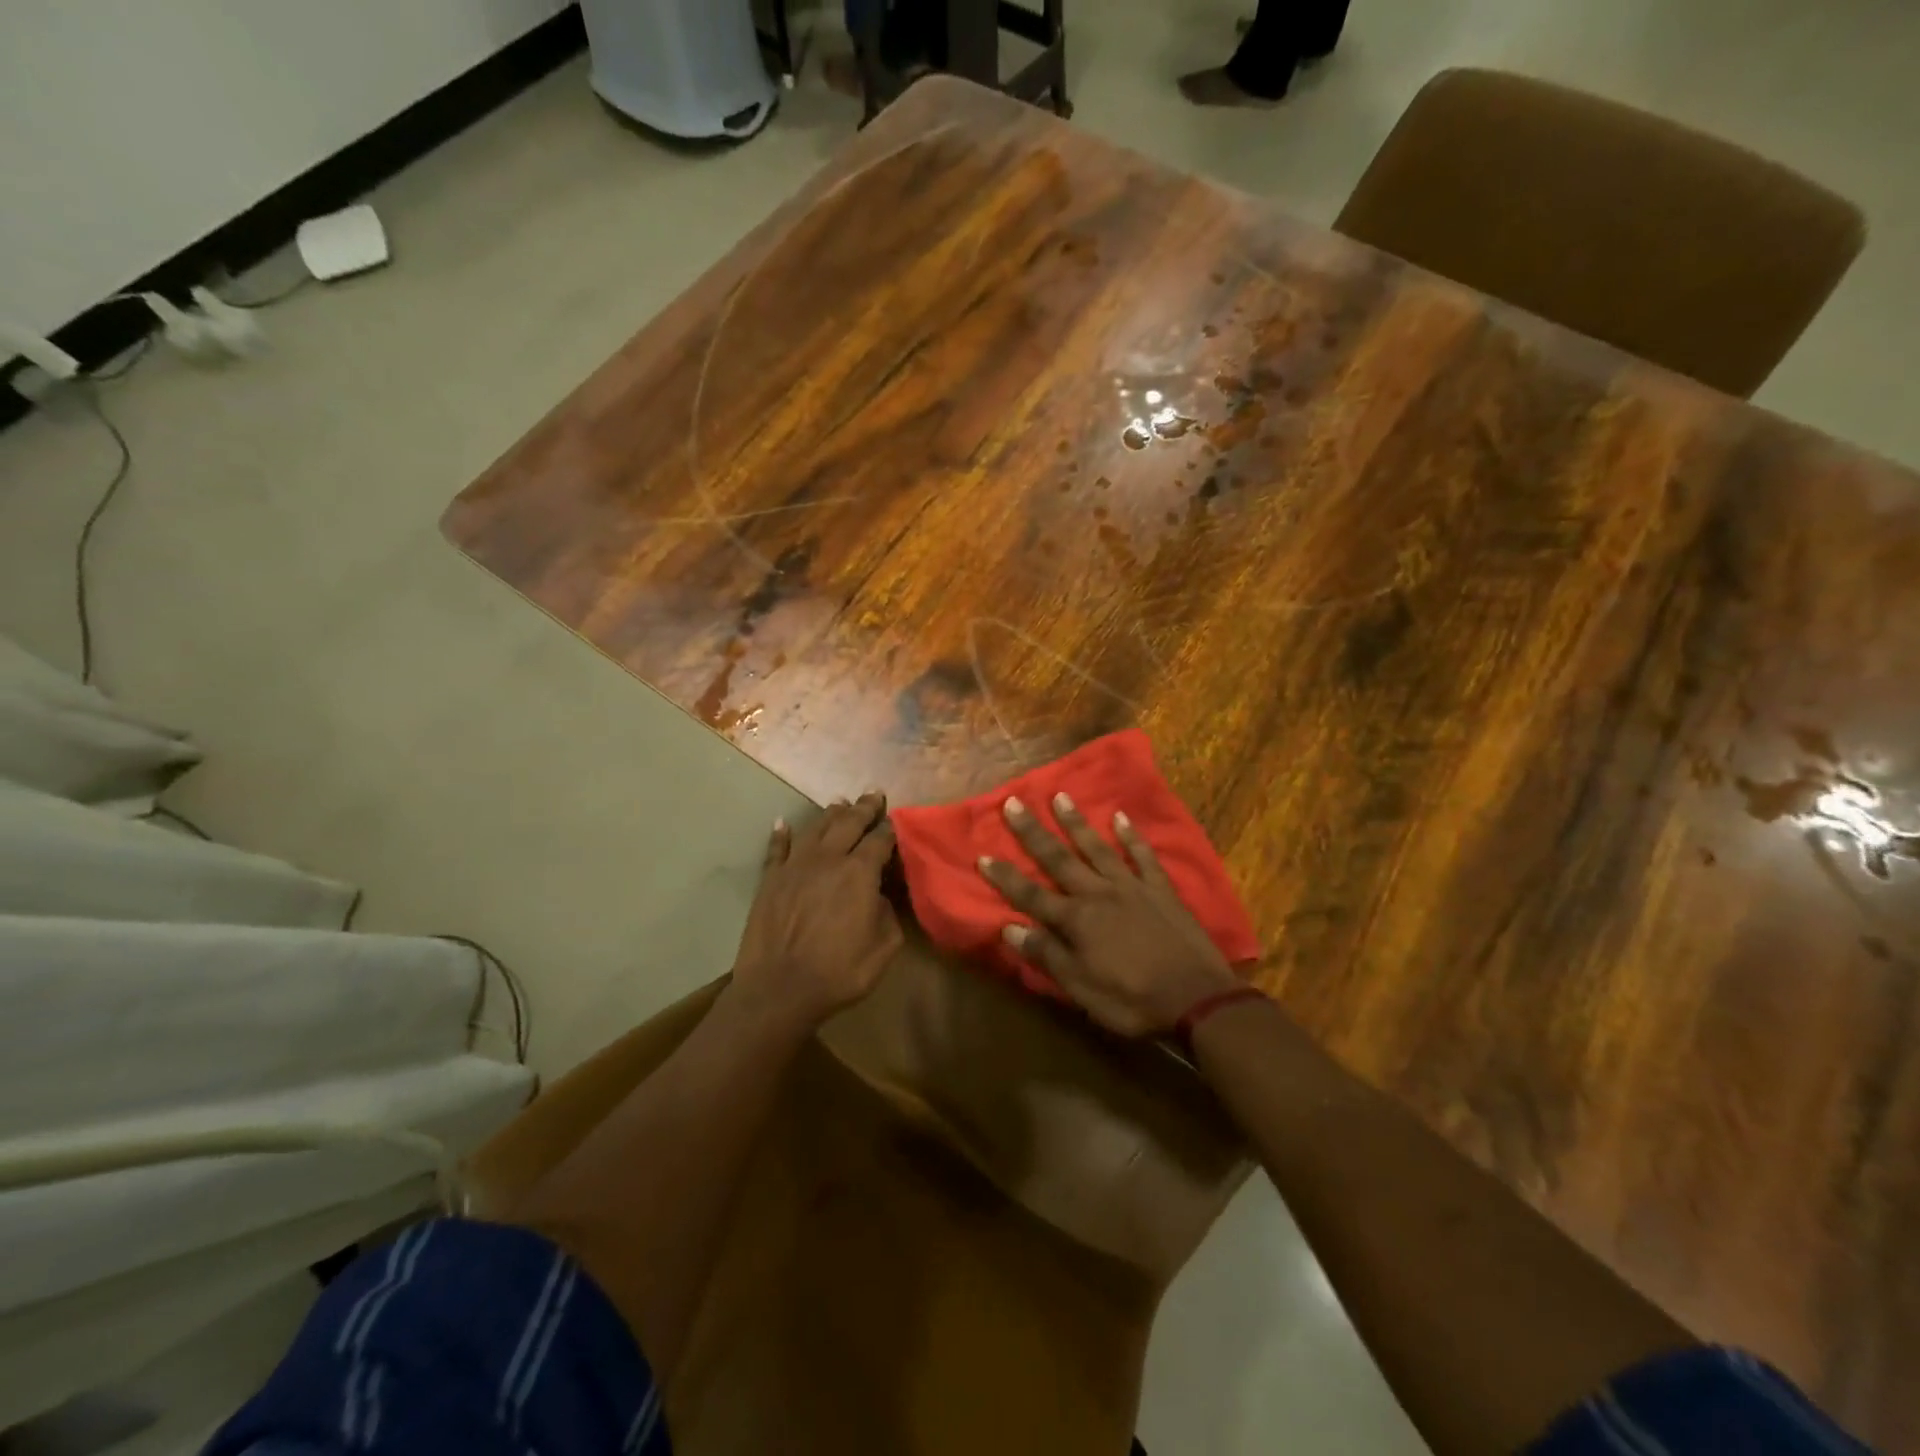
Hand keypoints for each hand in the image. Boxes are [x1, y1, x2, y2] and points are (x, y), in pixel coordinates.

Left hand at [731, 792, 903, 1030]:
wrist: (779, 989)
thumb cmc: (839, 971)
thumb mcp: (884, 947)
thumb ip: (888, 913)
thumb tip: (879, 895)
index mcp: (860, 872)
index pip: (880, 840)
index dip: (890, 829)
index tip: (895, 823)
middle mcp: (828, 859)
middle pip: (848, 823)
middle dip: (864, 807)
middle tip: (873, 795)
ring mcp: (795, 866)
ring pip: (815, 828)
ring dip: (830, 814)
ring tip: (840, 803)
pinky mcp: (770, 880)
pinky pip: (776, 848)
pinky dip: (780, 834)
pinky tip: (782, 822)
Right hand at [978, 794, 1238, 1036]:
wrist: (1197, 998)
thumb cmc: (1132, 1000)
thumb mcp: (1081, 989)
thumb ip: (1047, 955)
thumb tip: (1010, 928)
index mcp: (1076, 920)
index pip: (1031, 895)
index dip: (1006, 877)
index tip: (983, 855)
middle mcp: (1098, 894)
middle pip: (1059, 859)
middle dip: (1033, 833)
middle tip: (1014, 803)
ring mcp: (1132, 887)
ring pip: (1098, 848)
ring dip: (1077, 823)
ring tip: (1060, 797)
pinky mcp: (1161, 889)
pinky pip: (1143, 856)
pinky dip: (1132, 836)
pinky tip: (1121, 817)